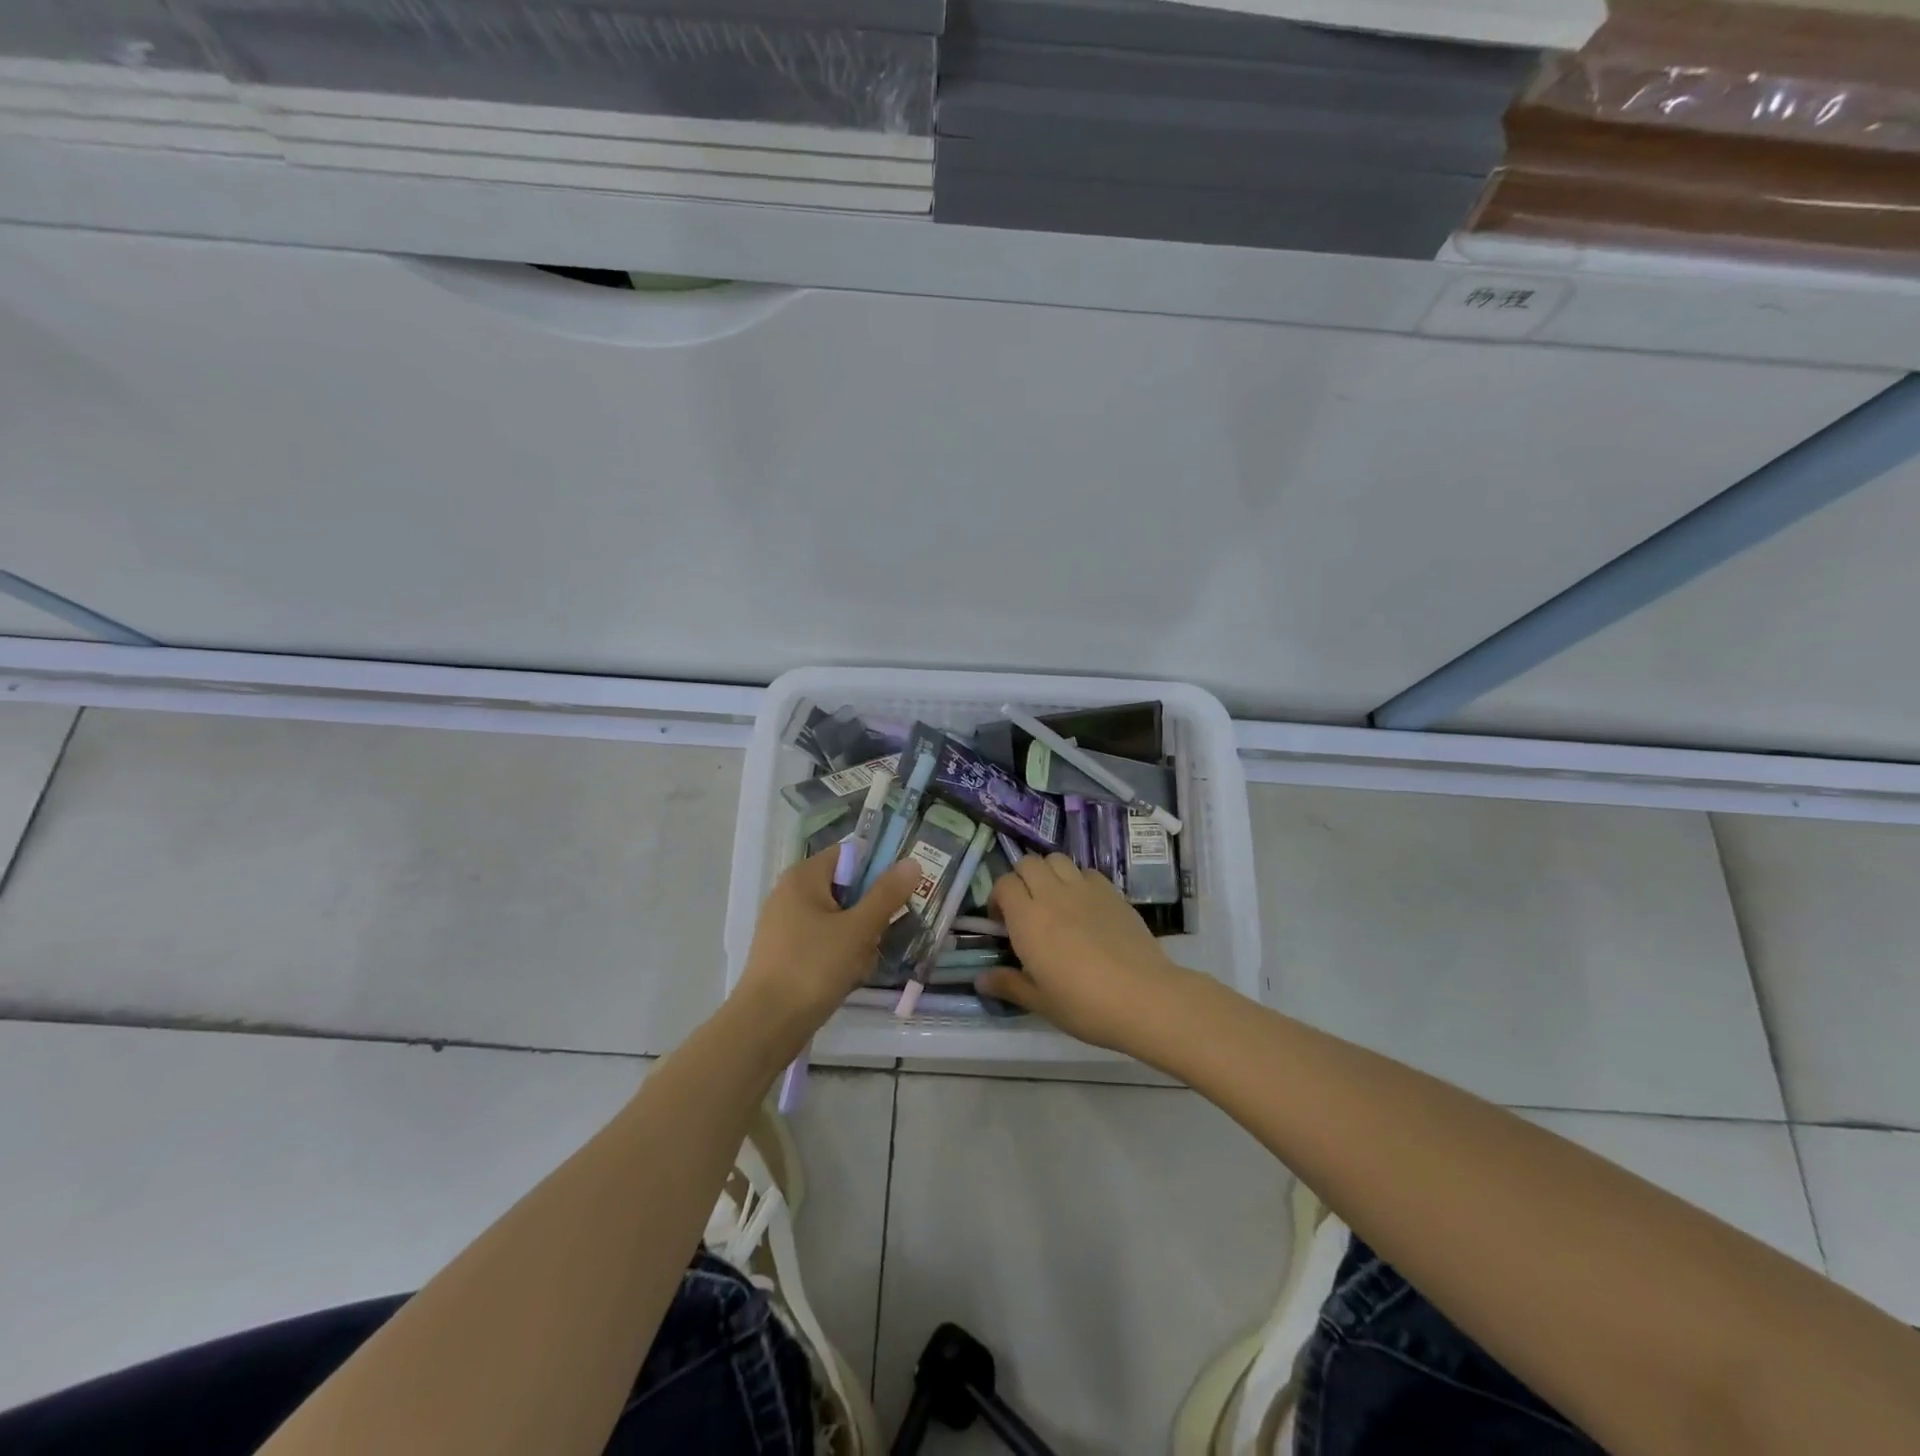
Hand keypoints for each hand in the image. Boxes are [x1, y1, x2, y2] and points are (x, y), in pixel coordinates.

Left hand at [734, 848, 918, 1035]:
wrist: (766, 1024)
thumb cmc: (814, 967)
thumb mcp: (858, 929)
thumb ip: (886, 894)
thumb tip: (912, 862)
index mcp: (803, 876)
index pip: (850, 854)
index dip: (878, 870)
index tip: (898, 895)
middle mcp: (790, 892)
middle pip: (845, 888)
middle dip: (869, 913)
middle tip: (880, 936)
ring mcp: (784, 924)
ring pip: (837, 919)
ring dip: (857, 938)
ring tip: (863, 963)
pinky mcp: (784, 952)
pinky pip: (822, 941)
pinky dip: (839, 955)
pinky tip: (847, 977)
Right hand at [980, 853, 1187, 1053]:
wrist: (1143, 997)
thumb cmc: (1084, 1004)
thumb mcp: (1040, 1001)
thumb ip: (1008, 984)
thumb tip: (980, 980)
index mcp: (1027, 918)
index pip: (1004, 884)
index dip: (998, 898)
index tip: (1003, 923)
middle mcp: (1052, 894)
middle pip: (1028, 863)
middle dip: (1021, 879)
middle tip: (1026, 908)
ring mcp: (1084, 889)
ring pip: (1057, 859)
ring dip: (1049, 873)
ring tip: (1054, 900)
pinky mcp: (1112, 892)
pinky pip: (1087, 872)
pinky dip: (1078, 880)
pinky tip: (1084, 906)